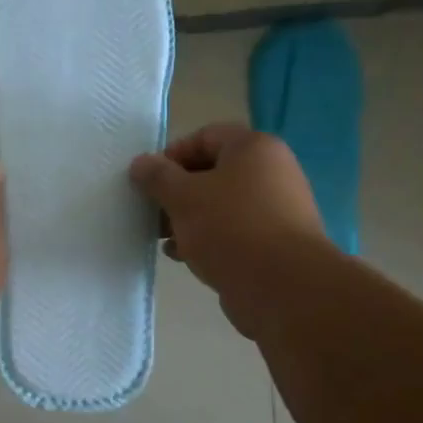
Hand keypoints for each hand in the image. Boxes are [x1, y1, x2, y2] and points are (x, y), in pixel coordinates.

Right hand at [129, 124, 324, 337]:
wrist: (281, 286)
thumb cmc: (229, 227)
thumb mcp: (182, 197)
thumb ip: (157, 177)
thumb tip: (140, 163)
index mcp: (254, 148)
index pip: (205, 136)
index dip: (171, 155)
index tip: (149, 182)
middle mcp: (271, 172)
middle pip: (212, 173)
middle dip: (176, 193)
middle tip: (153, 213)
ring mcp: (276, 209)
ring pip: (220, 205)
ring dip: (188, 219)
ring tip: (164, 239)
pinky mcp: (274, 242)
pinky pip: (233, 231)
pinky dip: (207, 239)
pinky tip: (184, 257)